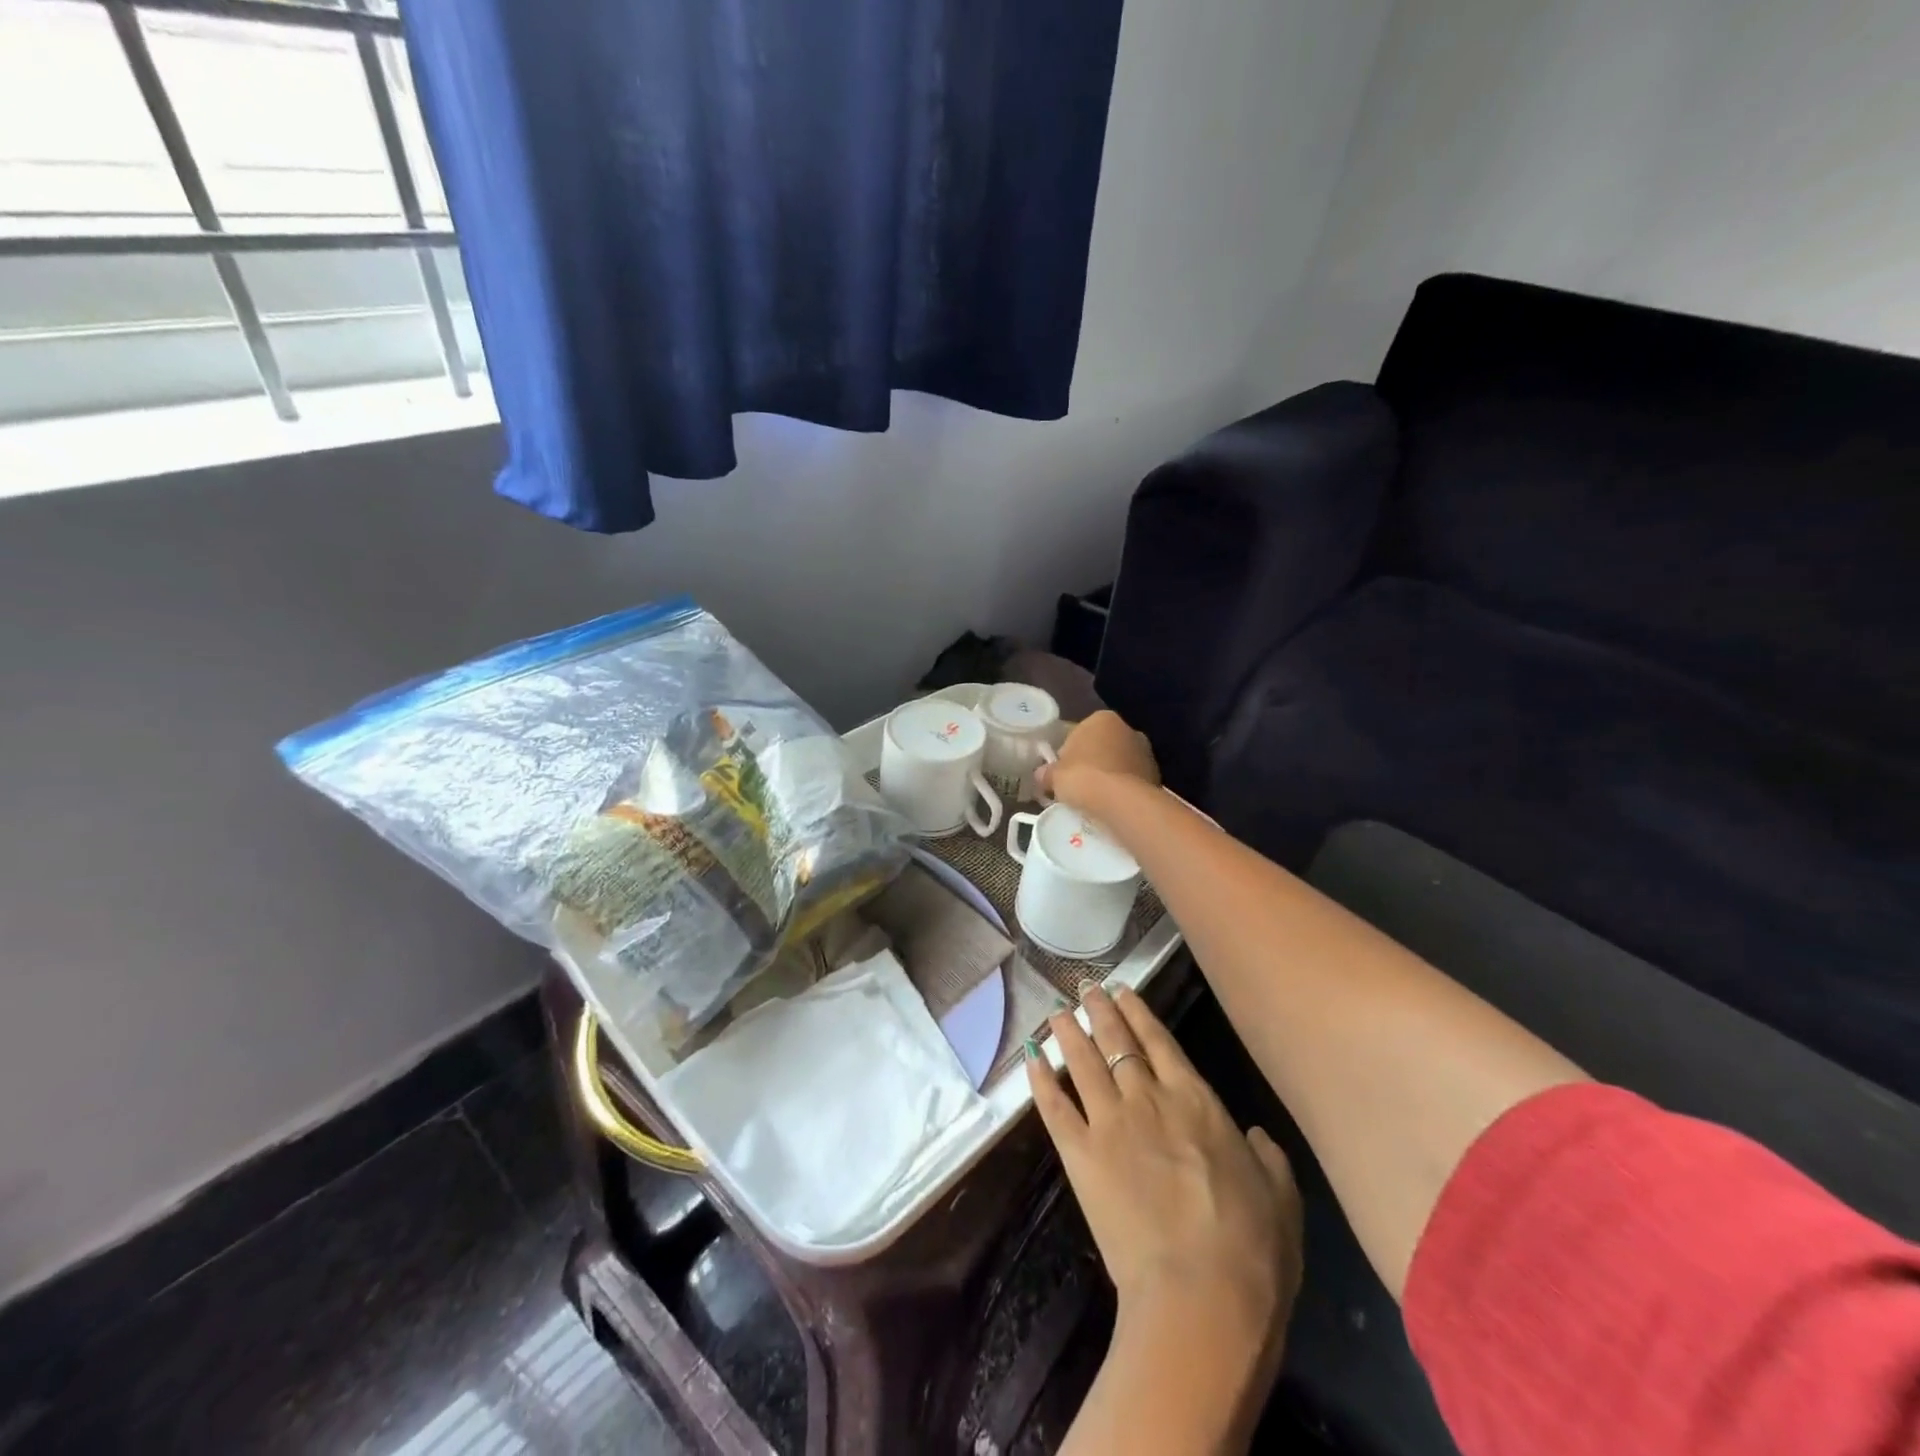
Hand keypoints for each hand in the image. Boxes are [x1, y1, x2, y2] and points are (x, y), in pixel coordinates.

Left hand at [1027, 983, 1303, 1352]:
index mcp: (1196, 1100)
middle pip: (1117, 1041)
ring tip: (1057, 1010)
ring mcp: (1110, 1123)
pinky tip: (1031, 1058)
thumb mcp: (1282, 1198)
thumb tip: (1257, 1135)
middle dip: (1100, 1010)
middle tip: (1086, 988)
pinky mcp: (1080, 1155)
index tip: (1122, 991)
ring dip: (1068, 1033)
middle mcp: (1148, 1098)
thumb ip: (1269, 1158)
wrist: (1202, 1296)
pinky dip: (1041, 1080)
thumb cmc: (1252, 1250)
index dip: (1138, 1013)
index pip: (1159, 1041)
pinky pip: (1055, 1106)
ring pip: (1083, 1062)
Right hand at [1038, 710, 1158, 806]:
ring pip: (1119, 763)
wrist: (1121, 802)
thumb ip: (1046, 773)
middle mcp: (1127, 728)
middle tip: (1077, 786)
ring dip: (1109, 776)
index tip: (1061, 773)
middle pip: (1102, 746)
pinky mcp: (1156, 775)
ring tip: (1095, 799)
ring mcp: (1145, 752)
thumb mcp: (1054, 775)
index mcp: (1101, 718)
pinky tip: (1111, 805)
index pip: (1078, 733)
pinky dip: (1122, 789)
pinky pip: (1132, 781)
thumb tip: (1041, 776)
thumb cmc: (1083, 777)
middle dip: (1091, 762)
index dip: (1067, 754)